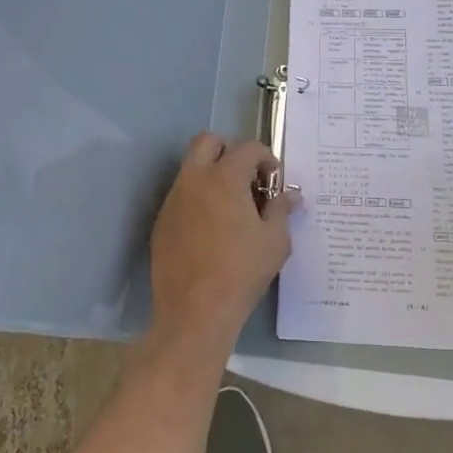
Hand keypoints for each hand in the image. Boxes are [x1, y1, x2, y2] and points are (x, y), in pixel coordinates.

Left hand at [148, 133, 297, 356]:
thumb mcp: (275, 241)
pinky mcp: (162, 221)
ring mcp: (173, 199)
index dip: (266, 159)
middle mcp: (194, 179)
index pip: (248, 147)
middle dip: (230, 151)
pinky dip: (198, 198)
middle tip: (247, 178)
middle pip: (208, 141)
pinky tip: (211, 228)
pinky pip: (181, 195)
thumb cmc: (241, 272)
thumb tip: (290, 195)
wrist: (194, 312)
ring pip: (191, 167)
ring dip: (212, 174)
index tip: (274, 182)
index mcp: (224, 178)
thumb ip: (282, 210)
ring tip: (231, 206)